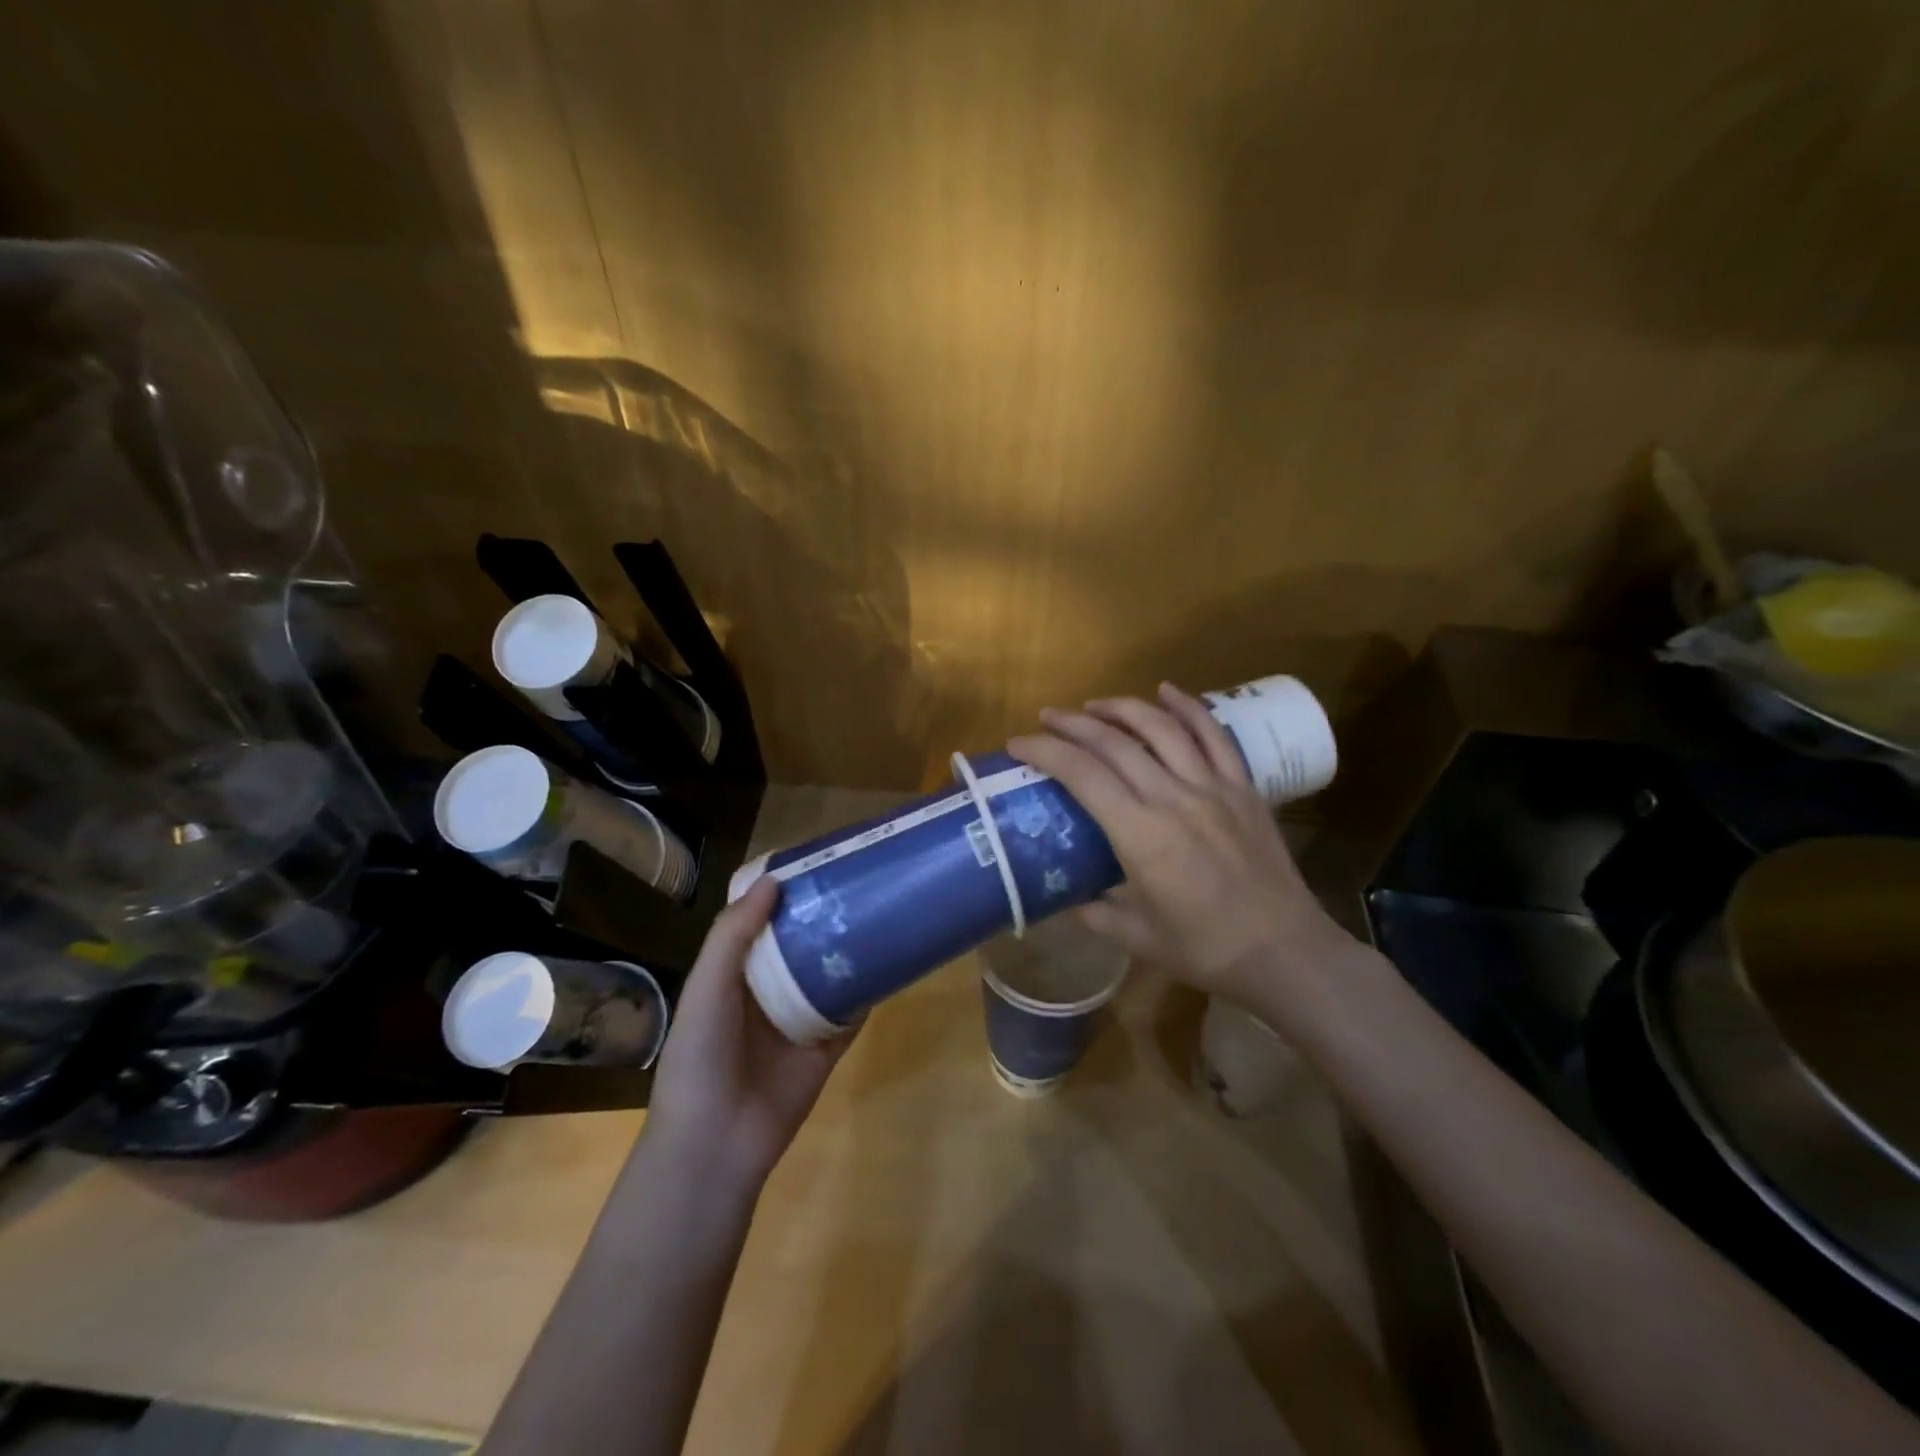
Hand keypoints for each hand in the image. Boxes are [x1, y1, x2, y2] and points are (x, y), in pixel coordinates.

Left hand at [644, 878, 855, 1189]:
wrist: (716, 1142)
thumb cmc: (701, 1055)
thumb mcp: (707, 987)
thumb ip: (734, 934)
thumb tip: (773, 879)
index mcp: (735, 973)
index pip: (763, 922)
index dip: (786, 892)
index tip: (817, 860)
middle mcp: (769, 991)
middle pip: (802, 943)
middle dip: (826, 915)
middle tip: (861, 879)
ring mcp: (800, 1019)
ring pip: (830, 973)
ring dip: (851, 948)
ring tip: (883, 909)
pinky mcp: (827, 1047)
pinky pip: (852, 1012)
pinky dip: (869, 990)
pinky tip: (892, 961)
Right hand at [1008, 683, 1357, 1002]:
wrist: (1285, 952)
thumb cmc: (1205, 949)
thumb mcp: (1136, 937)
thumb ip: (1094, 912)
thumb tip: (1068, 894)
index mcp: (1141, 836)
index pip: (1082, 775)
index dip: (1046, 751)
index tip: (1018, 743)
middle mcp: (1173, 799)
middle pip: (1115, 743)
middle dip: (1073, 724)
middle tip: (1047, 717)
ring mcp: (1213, 787)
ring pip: (1161, 729)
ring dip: (1121, 708)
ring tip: (1093, 704)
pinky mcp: (1243, 787)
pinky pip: (1214, 734)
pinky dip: (1188, 707)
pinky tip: (1166, 690)